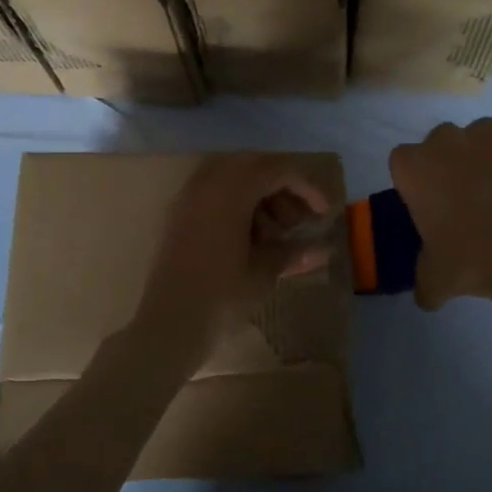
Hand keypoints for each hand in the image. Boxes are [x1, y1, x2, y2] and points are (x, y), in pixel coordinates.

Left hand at [131, 154, 332, 360]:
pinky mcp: (177, 218)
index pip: (276, 170)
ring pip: (230, 177)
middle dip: (281, 185)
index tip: (324, 213)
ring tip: (274, 234)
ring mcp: (187, 200)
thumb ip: (293, 252)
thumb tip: (323, 249)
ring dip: (258, 194)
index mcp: (229, 192)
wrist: (168, 327)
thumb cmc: (221, 298)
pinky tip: (249, 238)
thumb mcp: (263, 273)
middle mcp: (205, 186)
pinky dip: (236, 204)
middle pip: (252, 165)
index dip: (306, 187)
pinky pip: (212, 194)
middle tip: (298, 218)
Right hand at [389, 116, 491, 309]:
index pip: (404, 164)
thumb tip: (426, 294)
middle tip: (468, 201)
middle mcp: (444, 138)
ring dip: (483, 157)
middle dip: (449, 166)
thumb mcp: (437, 281)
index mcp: (413, 168)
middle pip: (440, 145)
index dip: (418, 183)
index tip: (433, 207)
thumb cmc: (476, 259)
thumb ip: (424, 281)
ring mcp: (485, 128)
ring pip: (477, 138)